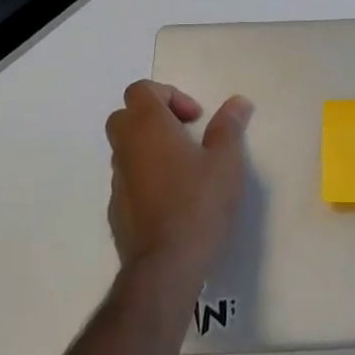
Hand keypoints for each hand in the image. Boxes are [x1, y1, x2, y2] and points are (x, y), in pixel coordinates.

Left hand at [104, 81, 251, 283]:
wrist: (166, 265)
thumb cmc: (198, 203)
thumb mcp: (226, 160)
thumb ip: (229, 126)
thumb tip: (237, 102)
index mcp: (147, 127)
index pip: (141, 90)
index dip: (169, 95)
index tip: (195, 118)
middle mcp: (126, 147)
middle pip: (126, 115)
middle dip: (155, 117)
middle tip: (186, 134)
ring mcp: (117, 180)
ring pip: (126, 148)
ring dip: (150, 147)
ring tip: (185, 167)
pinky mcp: (116, 209)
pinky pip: (129, 178)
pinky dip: (146, 175)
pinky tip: (174, 197)